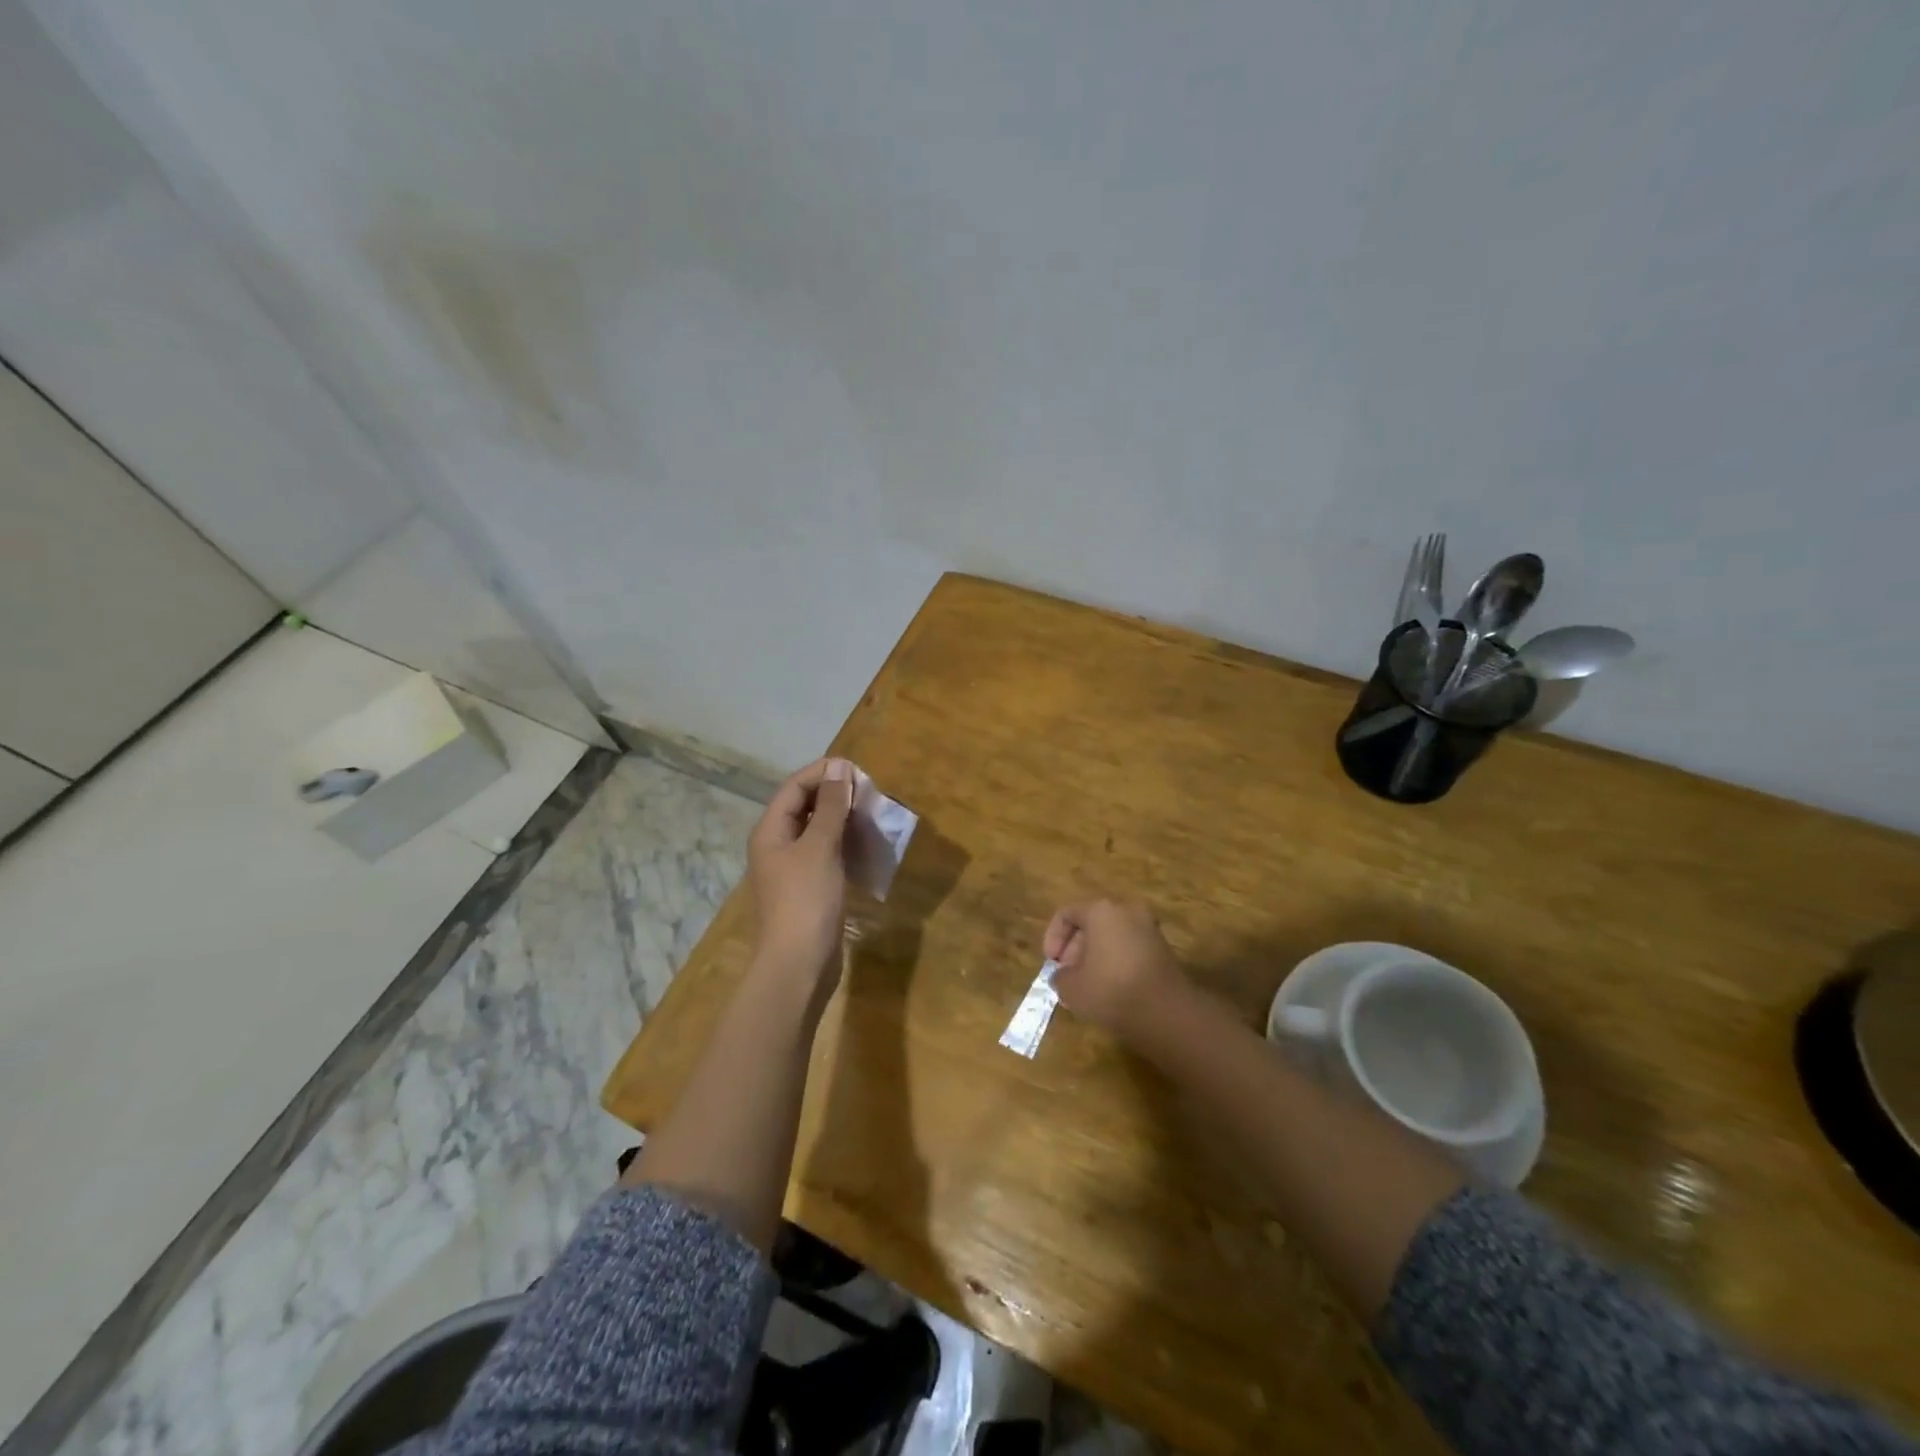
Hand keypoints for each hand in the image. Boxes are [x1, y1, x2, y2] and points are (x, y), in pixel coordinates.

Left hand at [748, 758, 853, 984]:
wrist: (799, 965)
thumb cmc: (806, 900)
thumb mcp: (820, 848)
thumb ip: (831, 806)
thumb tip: (840, 766)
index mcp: (770, 831)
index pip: (794, 787)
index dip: (823, 773)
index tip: (858, 770)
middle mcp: (777, 845)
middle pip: (804, 807)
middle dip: (834, 795)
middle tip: (869, 792)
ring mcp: (792, 869)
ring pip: (817, 830)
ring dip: (842, 818)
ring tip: (871, 813)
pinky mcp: (809, 888)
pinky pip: (826, 853)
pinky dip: (845, 843)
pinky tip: (866, 844)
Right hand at [1043, 899, 1185, 1039]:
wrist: (1166, 1013)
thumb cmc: (1111, 990)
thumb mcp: (1071, 987)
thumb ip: (1060, 976)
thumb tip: (1065, 975)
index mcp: (1101, 910)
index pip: (1067, 914)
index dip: (1052, 937)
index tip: (1051, 963)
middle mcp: (1127, 910)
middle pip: (1091, 923)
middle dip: (1075, 949)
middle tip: (1068, 976)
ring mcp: (1149, 928)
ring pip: (1112, 936)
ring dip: (1095, 957)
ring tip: (1087, 986)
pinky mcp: (1163, 948)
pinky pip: (1129, 948)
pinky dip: (1116, 962)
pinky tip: (1110, 989)